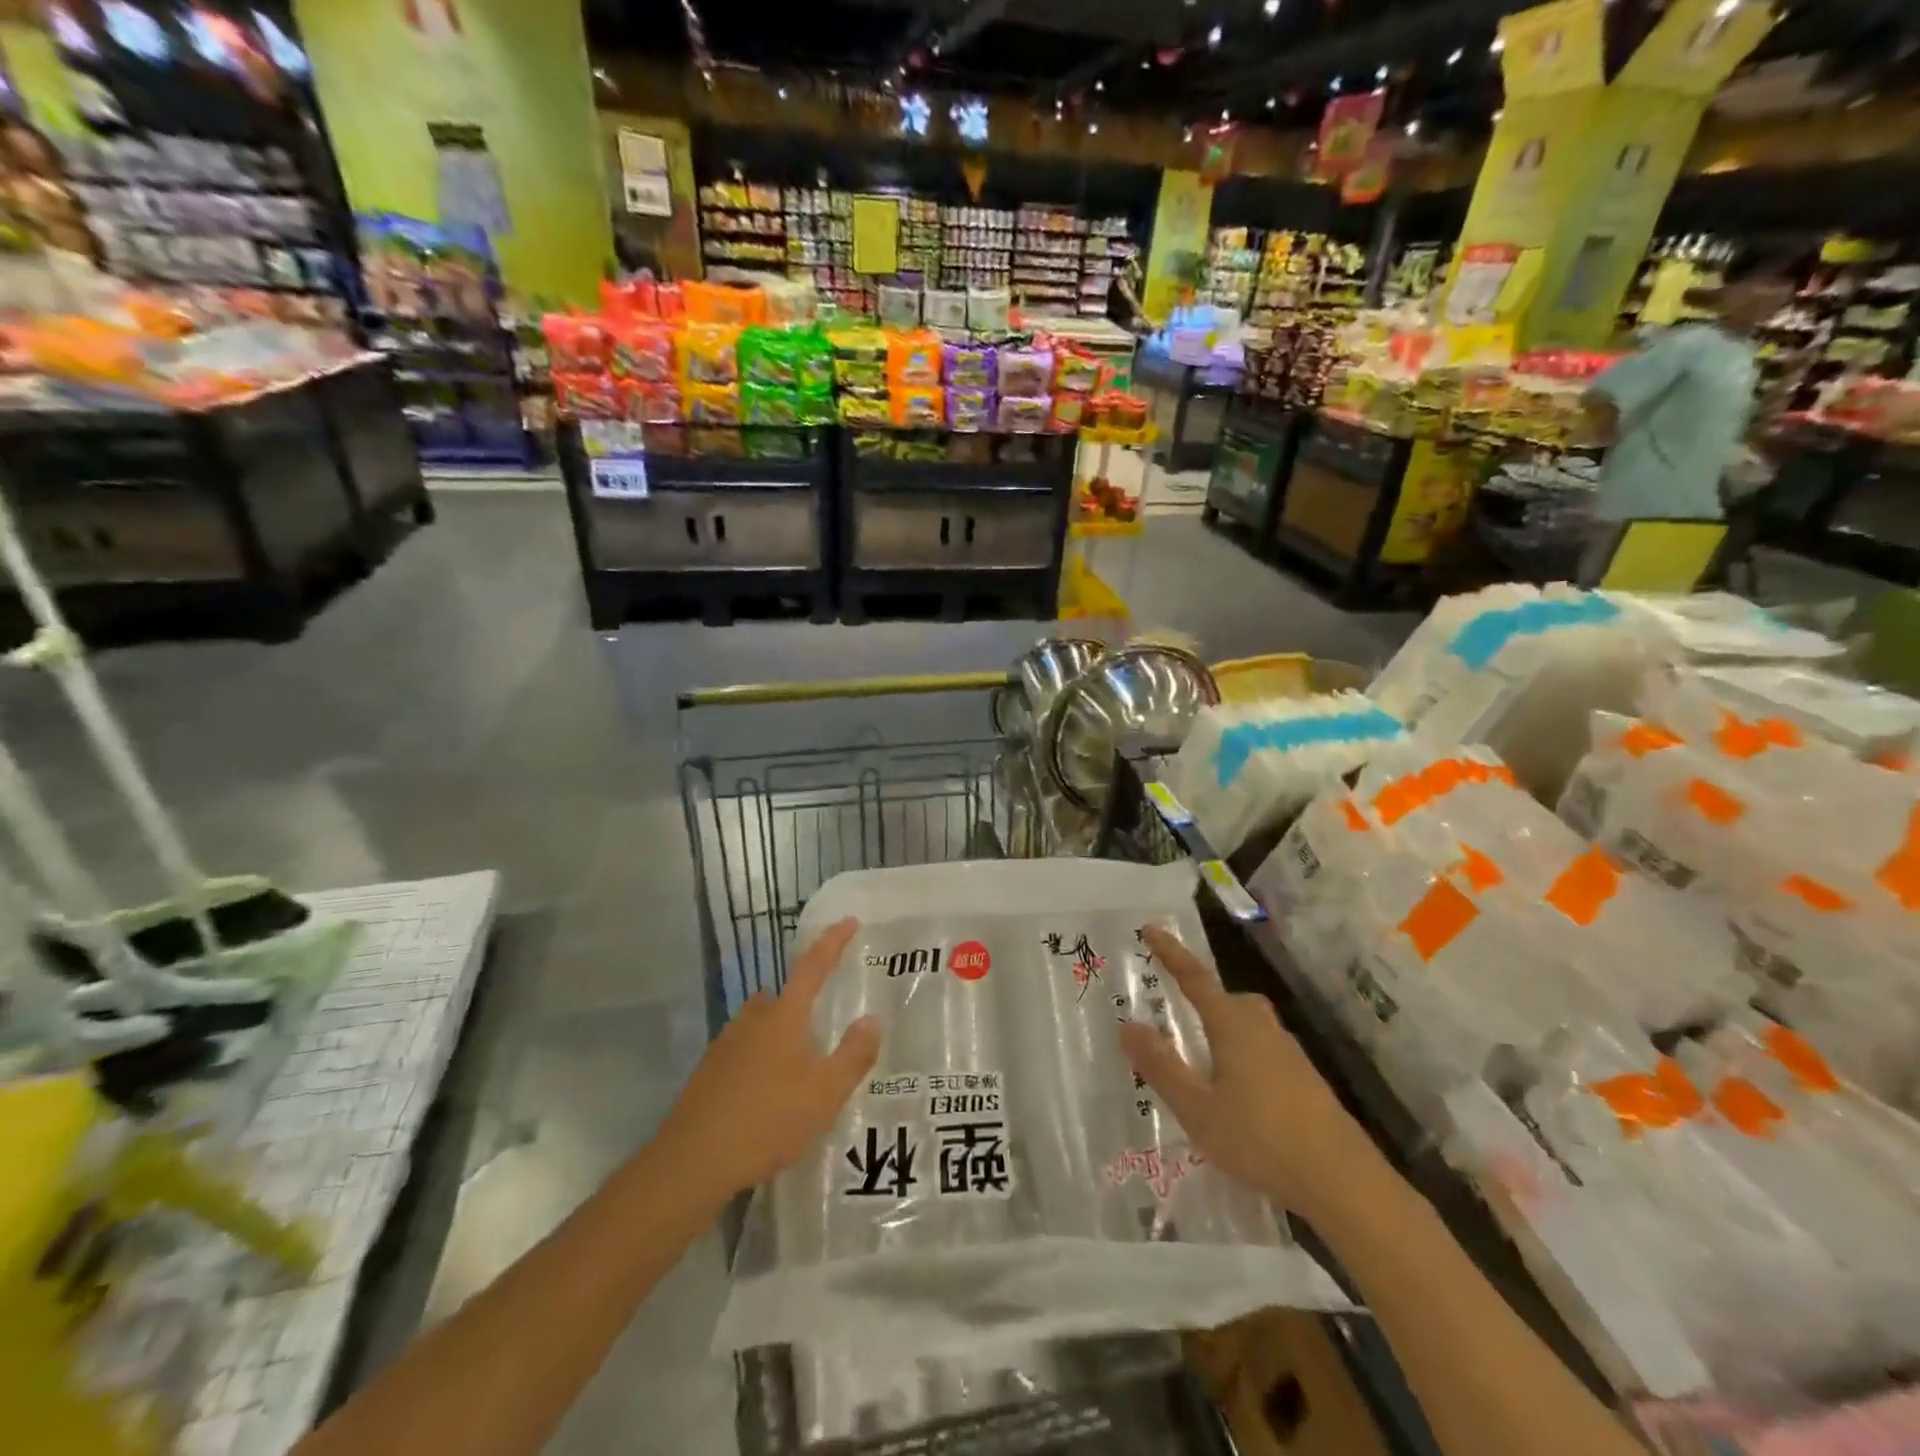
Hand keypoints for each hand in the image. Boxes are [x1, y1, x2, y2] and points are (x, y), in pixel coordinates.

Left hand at [656, 919, 879, 1198]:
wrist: (692, 1161)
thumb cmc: (768, 1119)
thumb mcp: (825, 1093)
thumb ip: (853, 1054)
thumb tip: (871, 1019)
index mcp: (784, 1016)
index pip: (813, 966)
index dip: (833, 941)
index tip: (849, 920)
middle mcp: (753, 1019)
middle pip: (784, 997)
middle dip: (804, 1004)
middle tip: (824, 1027)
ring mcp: (726, 1044)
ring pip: (762, 1025)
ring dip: (782, 1035)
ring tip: (800, 1069)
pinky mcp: (709, 1071)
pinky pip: (745, 1051)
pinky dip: (762, 1061)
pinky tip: (769, 1095)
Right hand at [1120, 926, 1377, 1220]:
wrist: (1343, 1181)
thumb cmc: (1260, 1138)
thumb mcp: (1197, 1108)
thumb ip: (1161, 1066)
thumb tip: (1128, 1025)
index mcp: (1233, 1025)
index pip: (1195, 978)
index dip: (1171, 953)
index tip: (1150, 929)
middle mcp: (1262, 1028)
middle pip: (1227, 999)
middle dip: (1202, 998)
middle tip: (1177, 1012)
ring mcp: (1289, 1054)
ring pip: (1248, 1025)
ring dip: (1223, 1031)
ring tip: (1202, 1061)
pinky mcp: (1305, 1080)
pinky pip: (1264, 1050)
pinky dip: (1243, 1056)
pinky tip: (1237, 1094)